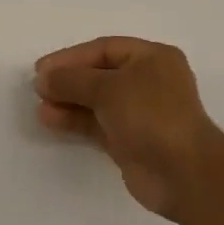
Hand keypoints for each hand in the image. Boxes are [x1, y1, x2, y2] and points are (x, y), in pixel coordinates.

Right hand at [34, 36, 223, 219]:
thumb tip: (43, 78)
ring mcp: (141, 113)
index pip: (104, 49)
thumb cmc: (151, 115)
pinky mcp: (132, 142)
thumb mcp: (108, 88)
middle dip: (68, 81)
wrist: (185, 175)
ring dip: (68, 102)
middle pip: (99, 75)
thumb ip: (72, 80)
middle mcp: (149, 82)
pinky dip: (76, 122)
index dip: (71, 57)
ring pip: (97, 101)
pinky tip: (52, 121)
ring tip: (40, 108)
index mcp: (152, 58)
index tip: (42, 69)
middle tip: (38, 88)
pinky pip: (98, 125)